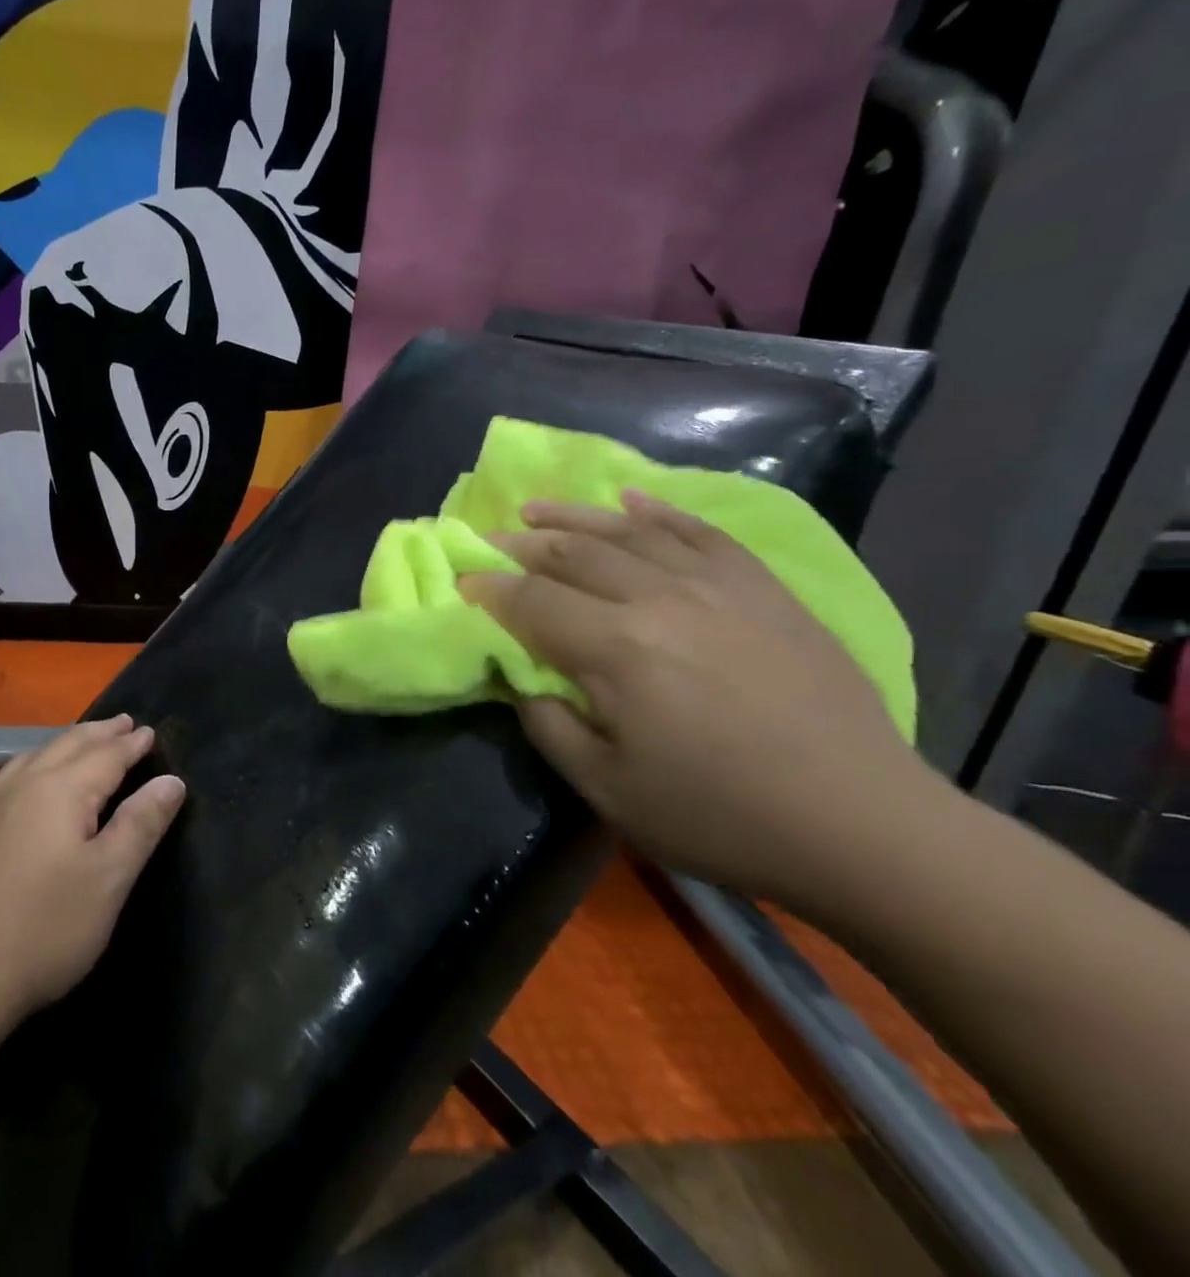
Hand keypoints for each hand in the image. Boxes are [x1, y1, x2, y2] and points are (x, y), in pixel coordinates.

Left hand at [0, 716, 184, 1023]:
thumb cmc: (44, 927)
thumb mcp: (109, 878)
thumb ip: (141, 824)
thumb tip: (171, 780)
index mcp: (62, 789)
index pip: (106, 755)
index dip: (132, 744)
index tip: (150, 731)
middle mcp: (24, 784)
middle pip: (69, 745)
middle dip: (100, 733)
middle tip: (124, 722)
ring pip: (35, 755)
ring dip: (67, 743)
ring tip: (84, 741)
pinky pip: (12, 775)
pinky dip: (37, 762)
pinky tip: (31, 779)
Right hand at [464, 491, 936, 906]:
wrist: (860, 823)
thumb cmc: (718, 815)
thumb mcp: (607, 789)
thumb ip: (549, 725)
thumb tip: (522, 680)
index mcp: (616, 649)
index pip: (531, 601)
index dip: (489, 590)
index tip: (464, 583)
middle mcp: (660, 599)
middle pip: (574, 555)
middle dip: (522, 546)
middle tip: (491, 542)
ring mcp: (718, 586)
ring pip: (629, 532)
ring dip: (575, 517)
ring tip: (537, 509)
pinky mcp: (763, 589)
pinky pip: (701, 532)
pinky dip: (660, 512)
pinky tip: (631, 500)